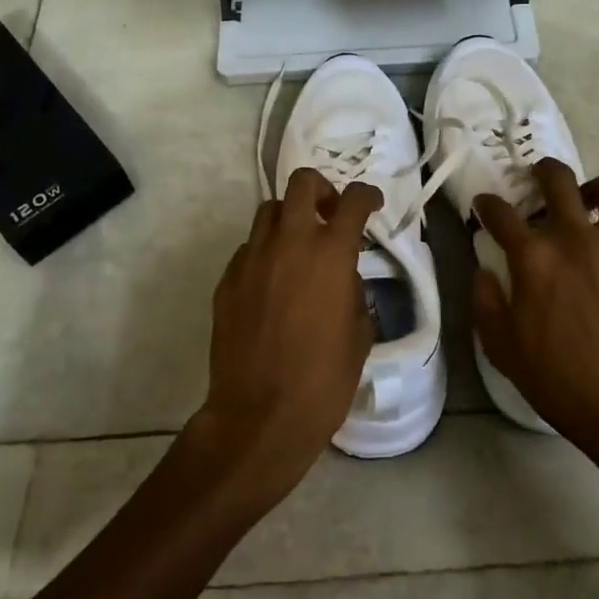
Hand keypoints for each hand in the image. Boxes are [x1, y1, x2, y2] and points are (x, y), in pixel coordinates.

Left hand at [190, 167, 381, 508]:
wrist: (259, 416)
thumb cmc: (323, 381)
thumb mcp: (359, 336)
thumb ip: (355, 294)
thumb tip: (345, 280)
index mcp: (330, 254)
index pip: (353, 200)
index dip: (367, 195)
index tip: (371, 204)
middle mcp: (289, 243)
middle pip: (302, 183)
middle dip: (321, 189)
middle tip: (330, 214)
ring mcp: (252, 259)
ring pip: (269, 211)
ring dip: (289, 219)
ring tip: (298, 247)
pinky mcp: (227, 280)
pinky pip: (248, 249)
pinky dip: (264, 253)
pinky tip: (271, 283)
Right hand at [472, 162, 598, 471]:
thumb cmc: (558, 379)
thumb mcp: (501, 347)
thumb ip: (485, 301)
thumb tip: (484, 272)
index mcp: (533, 256)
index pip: (500, 212)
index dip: (487, 204)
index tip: (485, 207)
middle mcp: (575, 237)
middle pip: (558, 178)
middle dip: (543, 171)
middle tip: (540, 182)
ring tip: (592, 207)